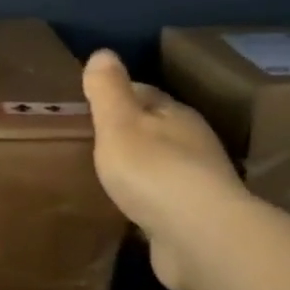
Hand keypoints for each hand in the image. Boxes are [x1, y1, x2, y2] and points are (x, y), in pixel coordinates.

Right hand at [83, 50, 247, 289]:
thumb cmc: (153, 170)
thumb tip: (103, 52)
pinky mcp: (195, 223)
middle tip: (93, 142)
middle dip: (129, 134)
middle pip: (156, 131)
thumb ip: (108, 90)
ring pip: (162, 169)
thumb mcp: (119, 122)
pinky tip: (128, 213)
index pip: (145, 94)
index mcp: (176, 115)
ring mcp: (198, 186)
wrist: (199, 237)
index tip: (91, 104)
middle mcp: (193, 145)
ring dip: (140, 172)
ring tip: (107, 177)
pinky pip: (164, 205)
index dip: (118, 95)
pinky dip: (148, 204)